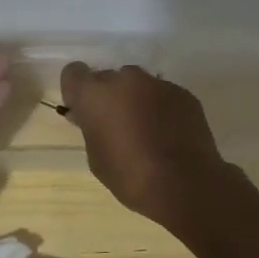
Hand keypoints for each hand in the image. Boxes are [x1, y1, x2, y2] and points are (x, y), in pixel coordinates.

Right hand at [58, 63, 229, 226]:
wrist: (185, 184)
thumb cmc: (130, 176)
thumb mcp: (97, 157)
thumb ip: (91, 129)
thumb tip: (92, 119)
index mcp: (95, 94)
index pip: (74, 73)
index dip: (77, 91)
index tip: (83, 111)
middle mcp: (124, 79)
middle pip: (108, 79)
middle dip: (109, 97)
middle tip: (116, 125)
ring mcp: (157, 83)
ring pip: (138, 86)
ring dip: (136, 100)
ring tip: (147, 131)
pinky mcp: (183, 93)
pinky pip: (163, 95)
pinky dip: (161, 108)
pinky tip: (169, 134)